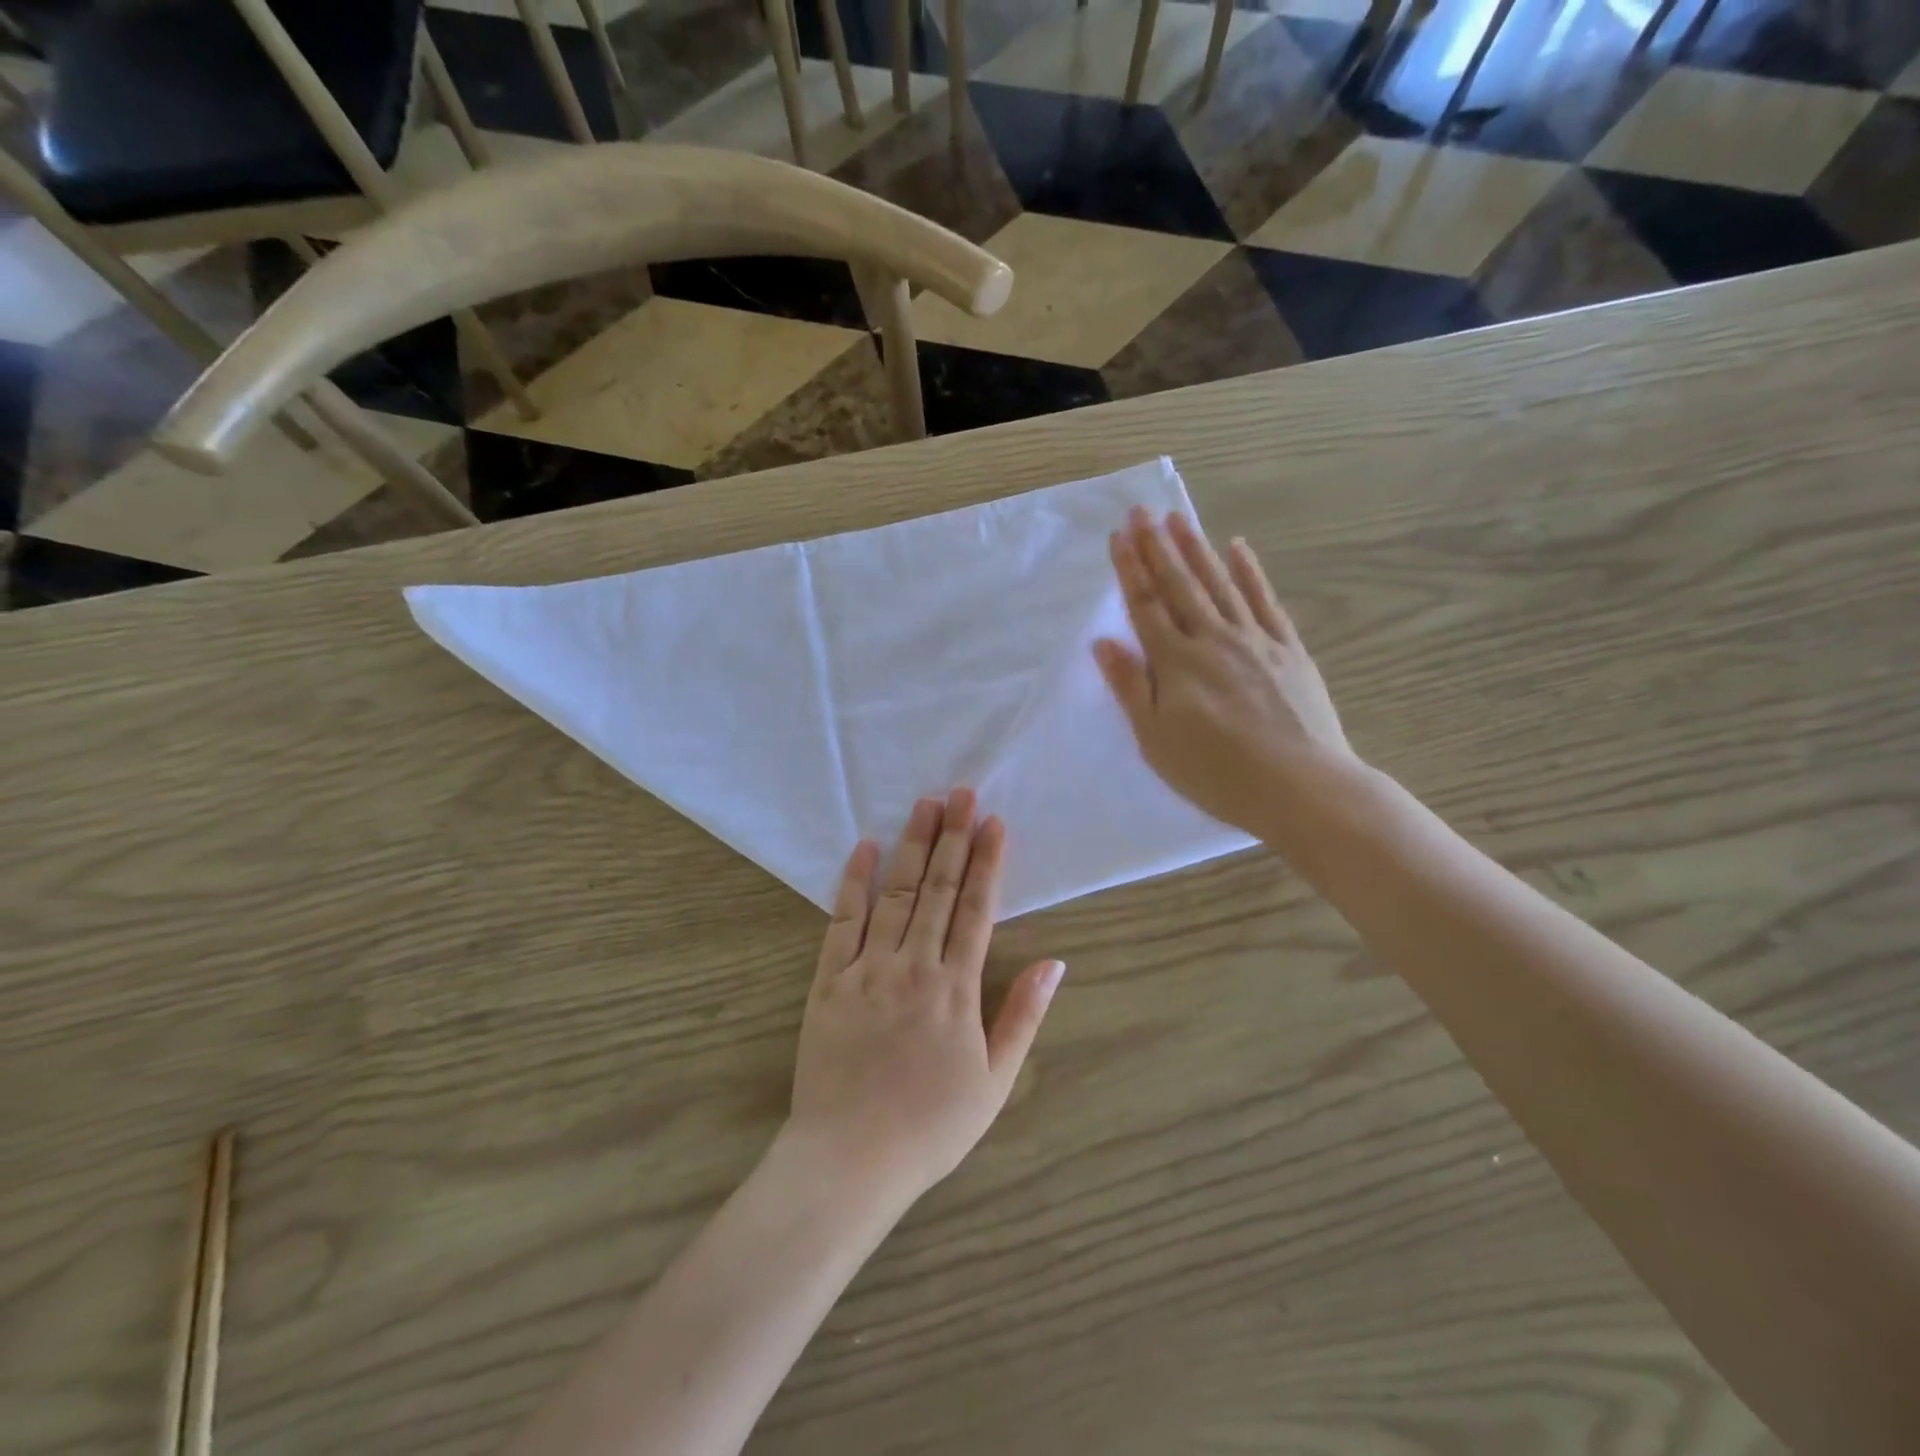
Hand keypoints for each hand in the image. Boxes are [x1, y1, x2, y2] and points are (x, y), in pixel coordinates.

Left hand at [786, 789, 1064, 1209]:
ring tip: (925, 805)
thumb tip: (1055, 963)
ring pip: (895, 894)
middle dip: (953, 837)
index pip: (977, 909)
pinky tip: (864, 847)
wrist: (850, 1159)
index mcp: (957, 988)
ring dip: (912, 846)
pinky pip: (843, 921)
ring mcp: (869, 969)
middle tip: (960, 792)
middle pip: (938, 889)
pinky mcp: (829, 980)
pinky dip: (854, 882)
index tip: (994, 822)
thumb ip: (1023, 1016)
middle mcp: (915, 966)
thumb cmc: (930, 1126)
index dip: (988, 862)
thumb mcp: (995, 1081)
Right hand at [1093, 508, 1362, 841]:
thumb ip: (1131, 687)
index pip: (1146, 607)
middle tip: (1142, 511)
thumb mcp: (1156, 740)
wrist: (1301, 786)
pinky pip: (1265, 601)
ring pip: (1219, 584)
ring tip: (1179, 518)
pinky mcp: (1288, 649)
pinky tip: (1238, 548)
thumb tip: (1103, 643)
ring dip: (1197, 549)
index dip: (1130, 570)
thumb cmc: (1217, 772)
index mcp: (1177, 663)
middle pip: (1179, 585)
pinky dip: (1250, 572)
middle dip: (1157, 547)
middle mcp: (1213, 639)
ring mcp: (1255, 640)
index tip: (1118, 536)